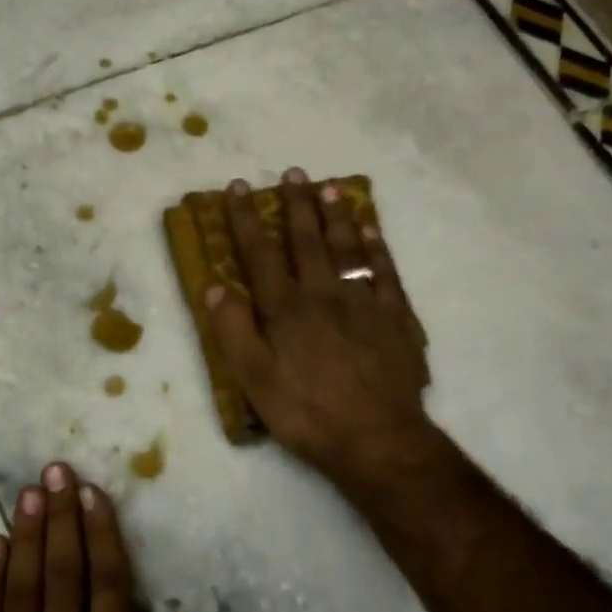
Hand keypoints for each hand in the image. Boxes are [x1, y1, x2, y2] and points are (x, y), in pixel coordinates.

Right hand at [207, 169, 431, 483]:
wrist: (377, 439)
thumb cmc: (307, 412)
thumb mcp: (254, 380)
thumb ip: (233, 331)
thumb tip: (215, 285)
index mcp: (286, 310)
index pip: (260, 254)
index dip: (246, 219)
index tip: (238, 187)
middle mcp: (323, 295)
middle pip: (308, 241)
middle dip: (297, 205)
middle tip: (294, 173)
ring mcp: (364, 303)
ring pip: (348, 248)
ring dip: (337, 216)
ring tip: (330, 187)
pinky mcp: (396, 318)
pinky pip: (386, 272)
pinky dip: (378, 247)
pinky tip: (372, 229)